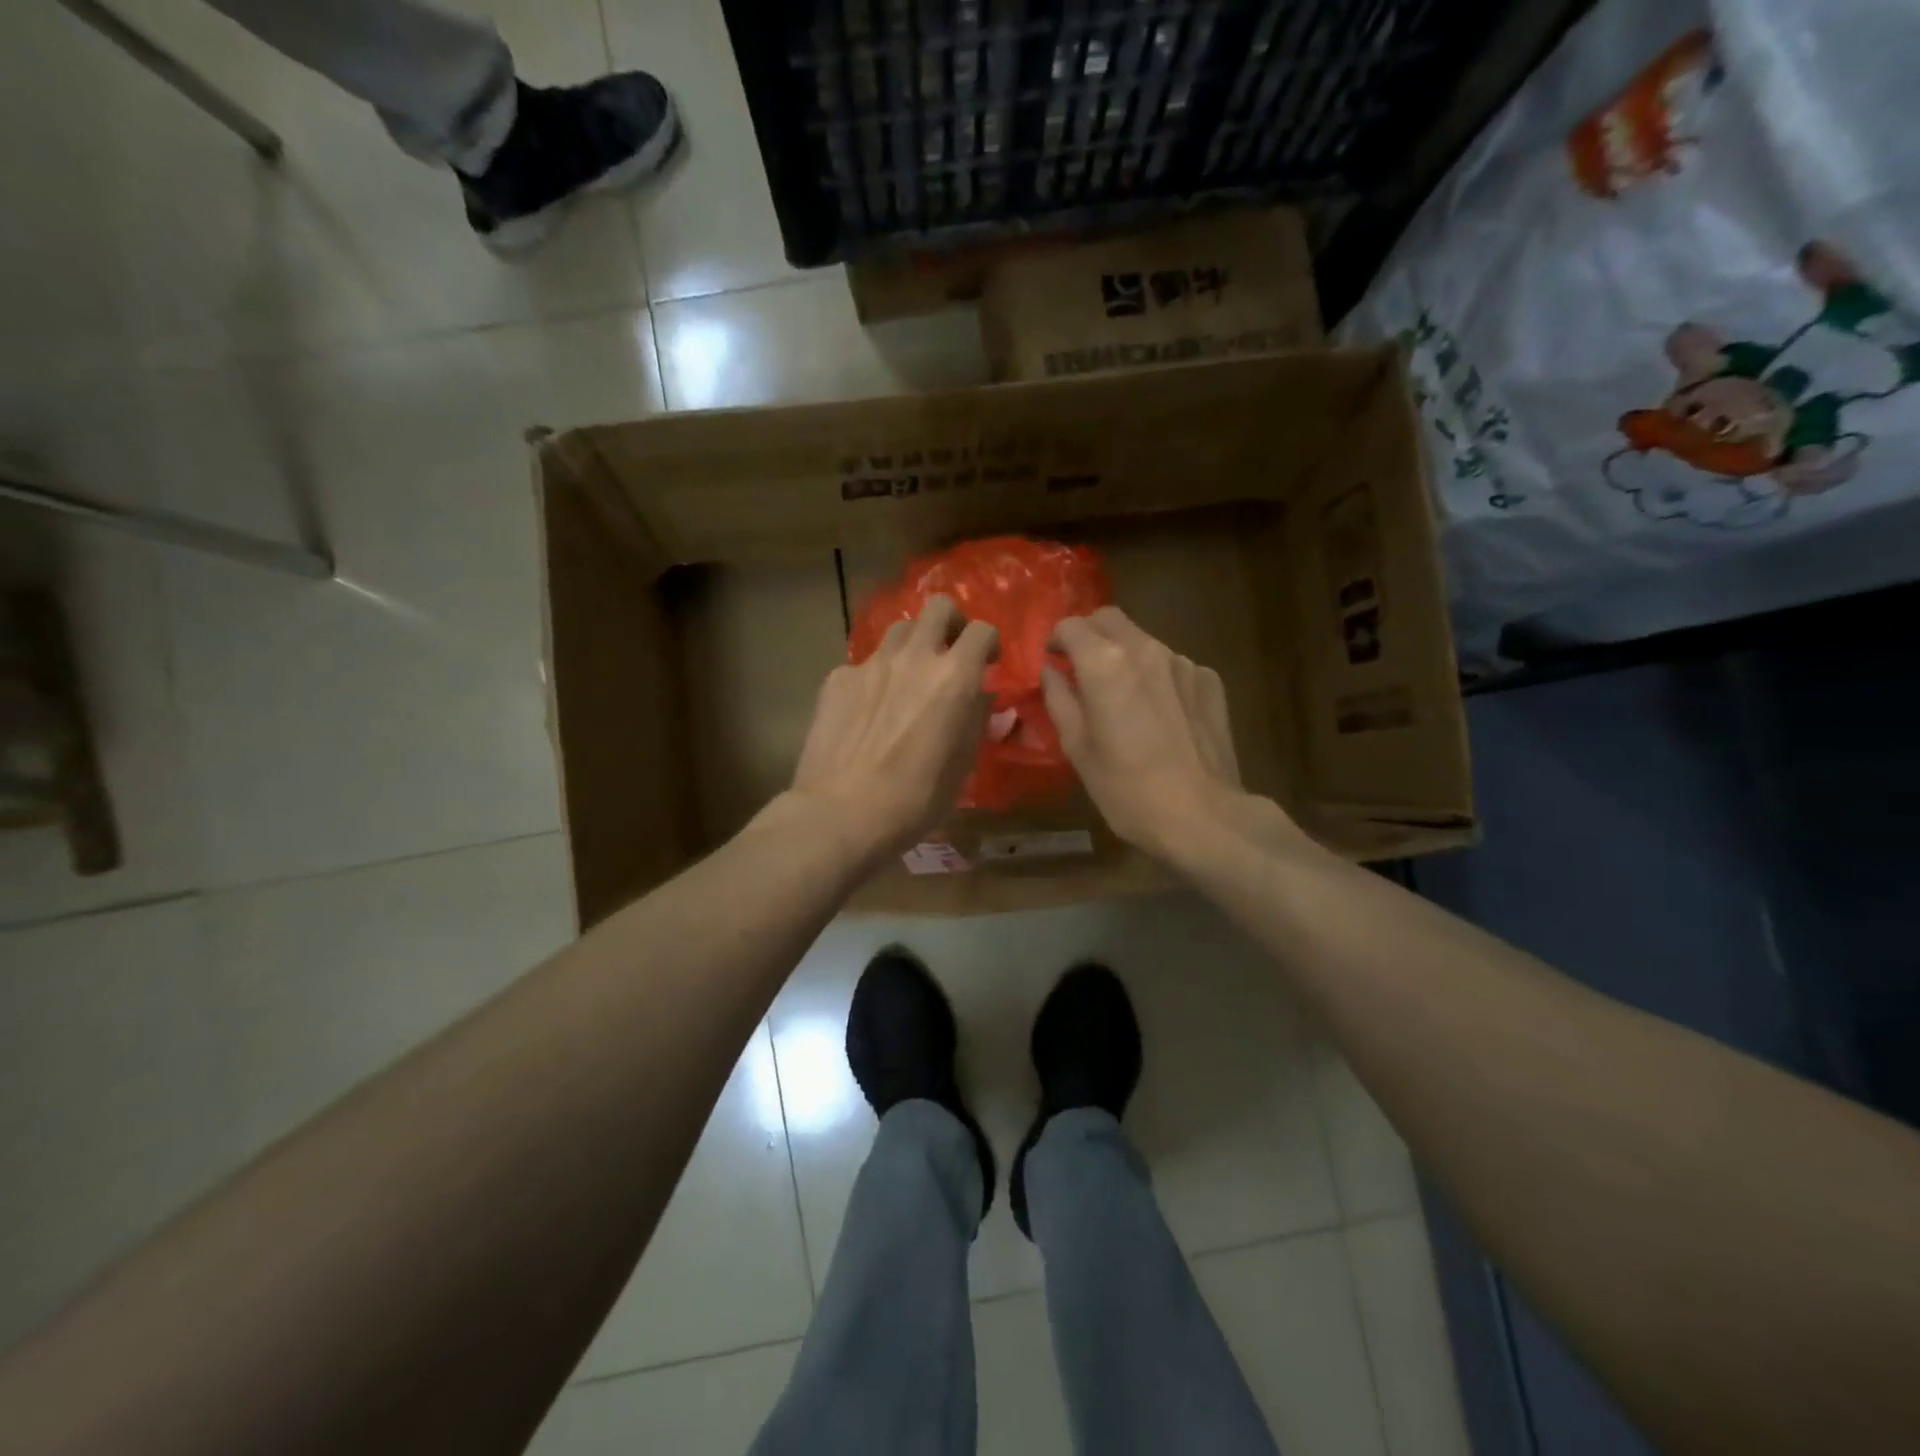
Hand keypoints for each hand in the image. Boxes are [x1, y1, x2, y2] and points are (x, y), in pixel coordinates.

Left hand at [790, 595, 997, 859]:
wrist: (841, 813)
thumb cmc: (915, 799)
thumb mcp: (962, 766)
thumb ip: (977, 721)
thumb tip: (985, 698)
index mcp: (954, 678)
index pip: (981, 630)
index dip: (989, 642)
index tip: (988, 661)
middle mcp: (914, 658)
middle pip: (938, 608)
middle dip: (951, 623)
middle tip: (950, 650)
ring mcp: (871, 664)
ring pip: (899, 629)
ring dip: (913, 644)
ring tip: (909, 675)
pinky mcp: (838, 678)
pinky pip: (864, 663)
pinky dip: (875, 675)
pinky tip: (869, 707)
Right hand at [1041, 607, 1295, 863]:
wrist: (1203, 816)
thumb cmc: (1126, 789)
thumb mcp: (1077, 748)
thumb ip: (1059, 700)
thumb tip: (1051, 672)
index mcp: (1105, 664)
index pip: (1072, 625)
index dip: (1057, 640)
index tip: (1054, 663)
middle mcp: (1147, 649)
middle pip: (1110, 620)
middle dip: (1090, 636)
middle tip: (1082, 670)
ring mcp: (1184, 662)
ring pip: (1144, 642)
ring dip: (1126, 658)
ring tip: (1125, 699)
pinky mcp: (1210, 681)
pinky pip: (1173, 666)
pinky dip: (1157, 678)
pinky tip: (1161, 717)